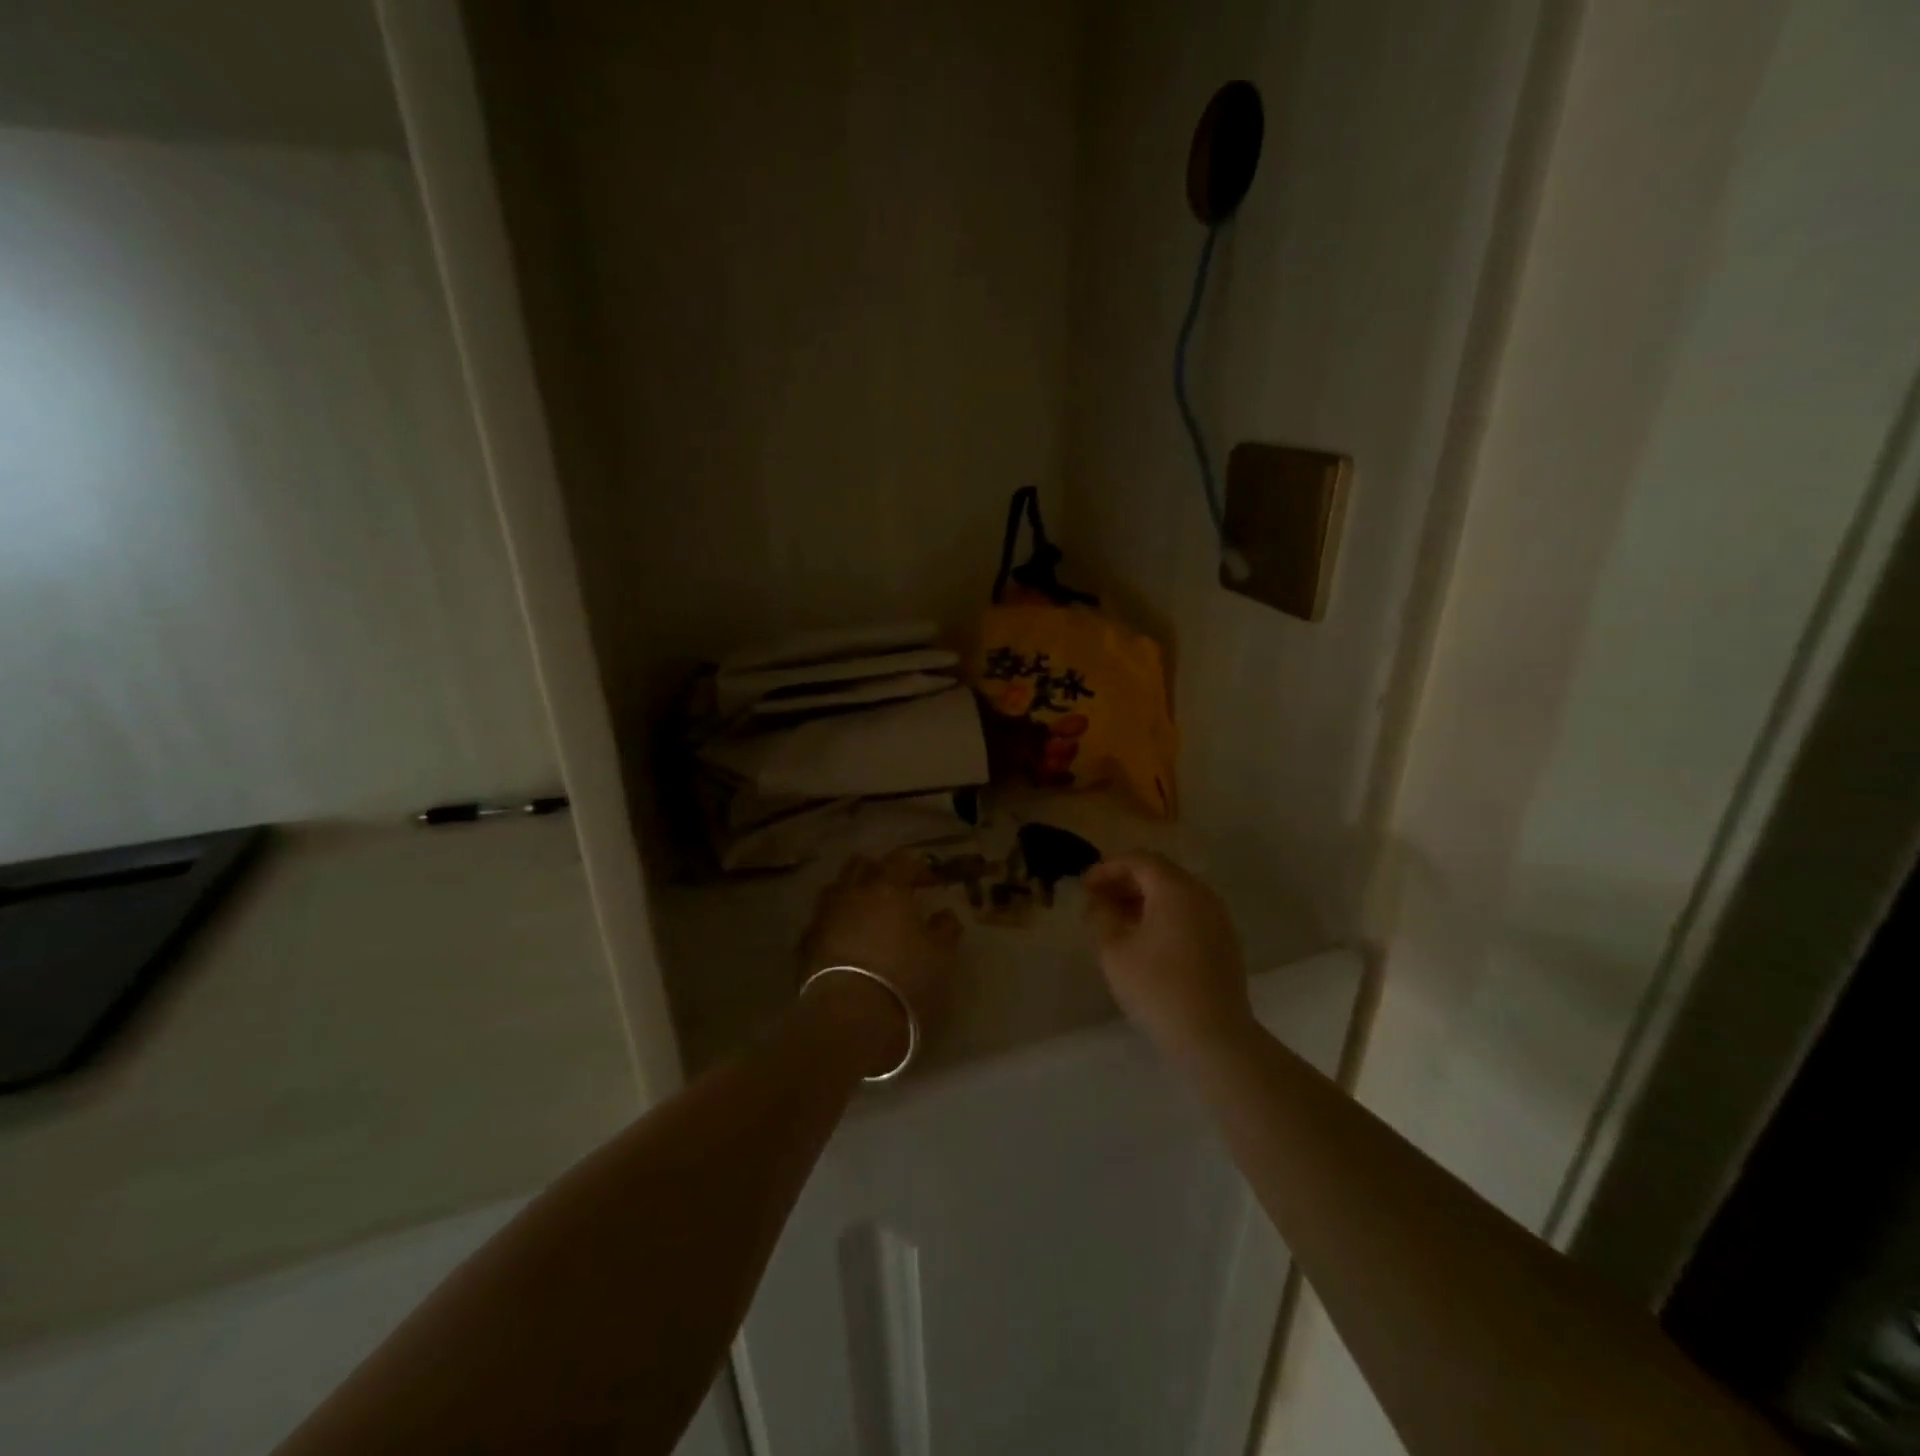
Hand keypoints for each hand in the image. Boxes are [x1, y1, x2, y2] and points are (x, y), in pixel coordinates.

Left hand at [798, 852, 962, 1075]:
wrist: (848, 1018)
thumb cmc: (904, 980)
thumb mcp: (941, 956)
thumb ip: (945, 929)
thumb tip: (944, 915)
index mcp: (888, 888)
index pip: (901, 861)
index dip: (917, 868)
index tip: (929, 884)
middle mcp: (852, 893)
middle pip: (860, 865)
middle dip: (877, 871)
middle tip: (894, 890)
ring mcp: (824, 916)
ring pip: (835, 889)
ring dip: (851, 894)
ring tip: (866, 914)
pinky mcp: (805, 944)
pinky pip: (821, 922)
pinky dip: (834, 924)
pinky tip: (844, 941)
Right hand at [1084, 854, 1252, 1055]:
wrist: (1213, 1035)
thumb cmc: (1157, 987)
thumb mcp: (1114, 949)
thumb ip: (1101, 915)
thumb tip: (1098, 900)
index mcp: (1175, 888)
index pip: (1138, 860)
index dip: (1107, 868)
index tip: (1084, 887)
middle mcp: (1201, 894)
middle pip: (1159, 873)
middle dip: (1125, 882)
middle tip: (1097, 901)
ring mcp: (1218, 918)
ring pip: (1175, 894)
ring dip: (1144, 899)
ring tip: (1116, 921)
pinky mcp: (1224, 941)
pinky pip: (1189, 913)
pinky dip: (1163, 915)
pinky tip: (1145, 940)